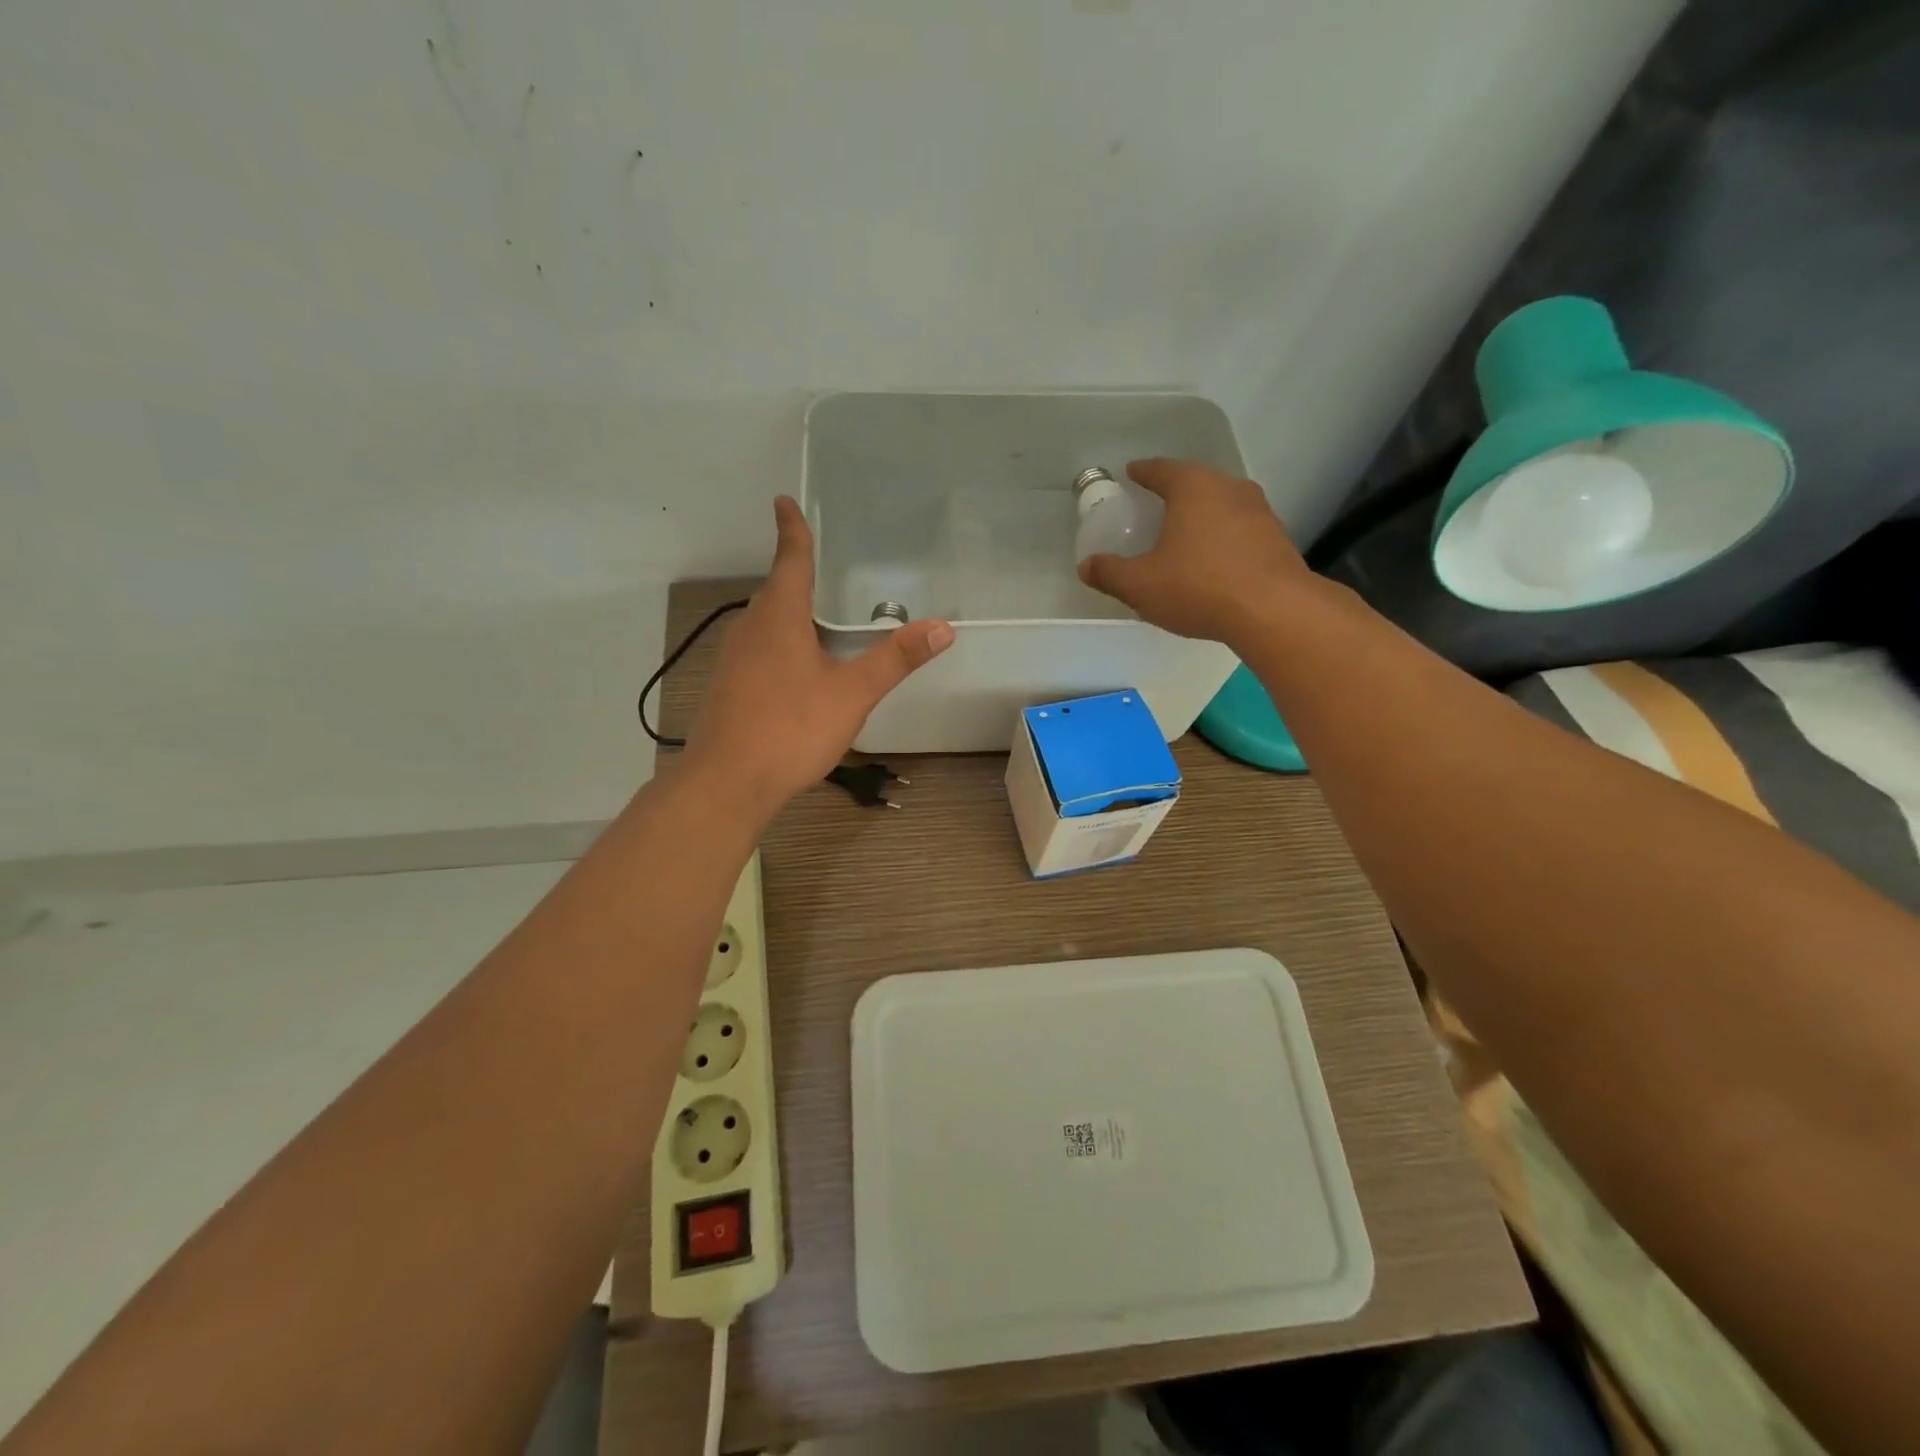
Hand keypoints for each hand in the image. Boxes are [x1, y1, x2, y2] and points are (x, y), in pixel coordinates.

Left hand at [685, 496, 953, 810]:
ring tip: (812, 616)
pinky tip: (792, 669)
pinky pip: (756, 651)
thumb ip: (896, 659)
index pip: (789, 559)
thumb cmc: (792, 727)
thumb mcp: (853, 693)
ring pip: (763, 623)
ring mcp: (732, 660)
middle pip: (774, 591)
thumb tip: (943, 627)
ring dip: (785, 613)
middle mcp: (750, 629)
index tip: (783, 501)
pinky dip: (776, 645)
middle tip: (816, 563)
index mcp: (779, 617)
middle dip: (793, 574)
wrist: (728, 782)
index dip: (791, 529)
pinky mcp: (726, 688)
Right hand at [1078, 458, 1311, 645]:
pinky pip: (1240, 529)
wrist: (1274, 612)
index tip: (1131, 473)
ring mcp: (1259, 512)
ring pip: (1221, 504)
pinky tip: (1213, 560)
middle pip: (1195, 482)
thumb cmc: (1199, 587)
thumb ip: (1110, 573)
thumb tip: (1087, 566)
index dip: (1143, 472)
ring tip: (1184, 533)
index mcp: (1193, 487)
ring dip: (1202, 515)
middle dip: (1174, 492)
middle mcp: (1229, 488)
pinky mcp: (1277, 539)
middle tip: (1155, 505)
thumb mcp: (1141, 585)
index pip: (1162, 469)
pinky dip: (1222, 537)